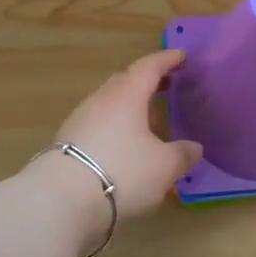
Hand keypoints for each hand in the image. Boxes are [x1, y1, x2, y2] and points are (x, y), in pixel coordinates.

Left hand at [29, 49, 202, 247]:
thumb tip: (194, 148)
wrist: (60, 200)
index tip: (181, 56)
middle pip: (125, 82)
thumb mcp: (164, 167)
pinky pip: (98, 125)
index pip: (149, 67)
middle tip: (166, 86)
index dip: (167, 60)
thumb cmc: (122, 172)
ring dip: (130, 107)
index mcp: (127, 95)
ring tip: (148, 122)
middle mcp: (101, 100)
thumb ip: (183, 154)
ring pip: (109, 104)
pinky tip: (124, 146)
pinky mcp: (67, 143)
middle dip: (147, 82)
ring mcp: (79, 120)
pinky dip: (115, 128)